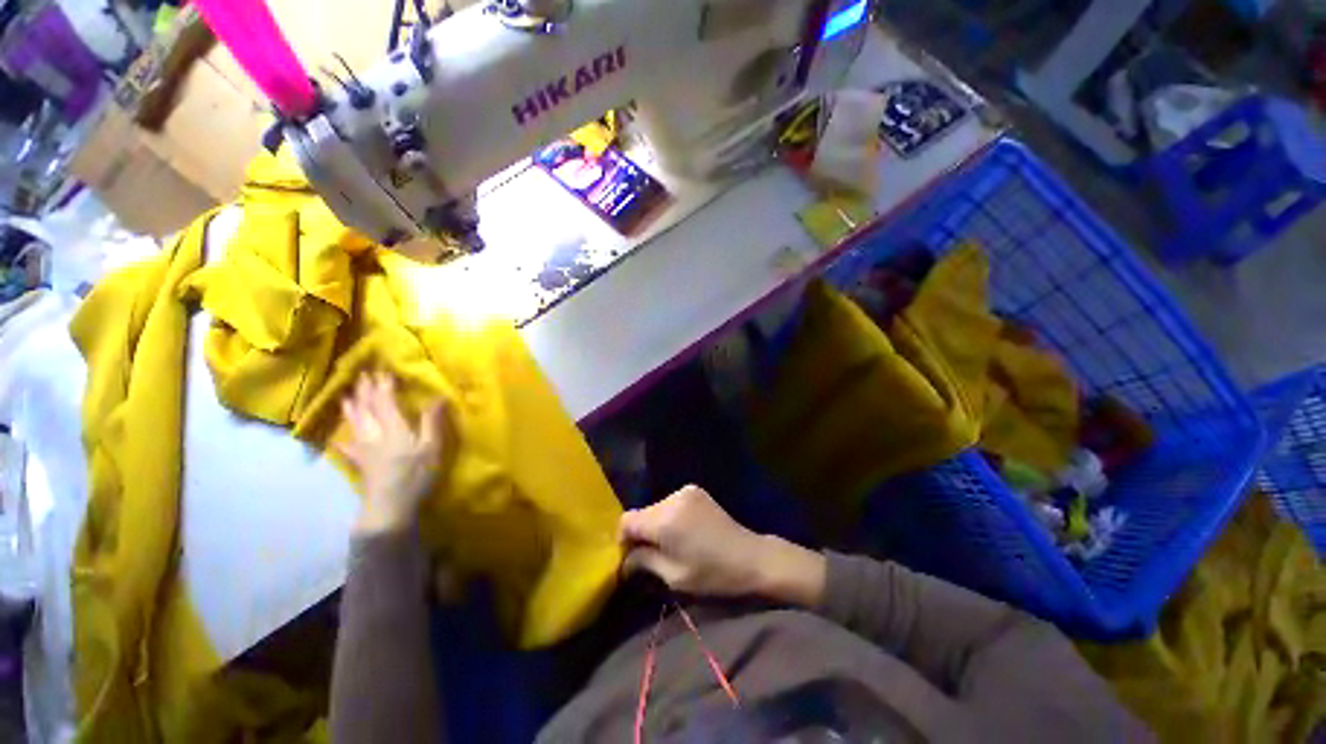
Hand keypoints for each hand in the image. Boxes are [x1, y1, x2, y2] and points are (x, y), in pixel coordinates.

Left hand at [337, 372, 449, 534]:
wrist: (389, 507)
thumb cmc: (415, 476)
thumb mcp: (431, 448)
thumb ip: (432, 422)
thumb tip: (438, 397)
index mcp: (394, 428)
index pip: (386, 401)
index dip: (384, 385)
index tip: (383, 369)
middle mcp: (374, 434)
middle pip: (367, 408)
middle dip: (366, 391)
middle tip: (363, 375)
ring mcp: (364, 449)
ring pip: (355, 423)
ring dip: (352, 407)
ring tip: (347, 395)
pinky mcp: (360, 463)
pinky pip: (348, 447)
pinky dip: (343, 440)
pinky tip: (338, 440)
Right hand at [619, 485, 825, 605]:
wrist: (750, 557)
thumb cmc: (712, 573)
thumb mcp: (673, 576)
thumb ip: (644, 562)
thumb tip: (624, 560)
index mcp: (664, 520)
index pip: (627, 520)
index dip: (623, 539)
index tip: (630, 557)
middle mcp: (671, 498)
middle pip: (642, 513)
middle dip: (641, 532)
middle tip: (649, 555)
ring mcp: (685, 491)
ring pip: (656, 507)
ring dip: (656, 524)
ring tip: (669, 544)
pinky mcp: (695, 490)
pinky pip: (670, 503)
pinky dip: (669, 516)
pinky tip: (682, 531)